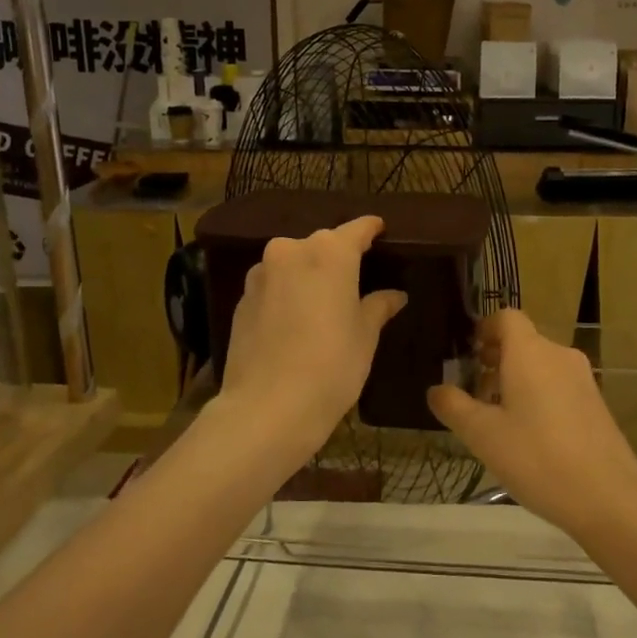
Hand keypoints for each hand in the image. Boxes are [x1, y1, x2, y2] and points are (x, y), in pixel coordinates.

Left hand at [216, 216, 406, 460]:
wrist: (267, 408)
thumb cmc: (331, 366)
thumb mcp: (365, 337)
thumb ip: (378, 306)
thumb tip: (394, 295)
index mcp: (329, 253)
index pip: (357, 229)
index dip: (371, 229)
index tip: (381, 230)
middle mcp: (291, 251)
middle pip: (322, 245)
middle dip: (339, 257)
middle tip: (357, 278)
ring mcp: (261, 274)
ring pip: (293, 263)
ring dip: (309, 275)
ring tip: (324, 301)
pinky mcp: (242, 299)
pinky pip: (273, 285)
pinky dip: (287, 293)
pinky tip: (296, 321)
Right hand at [428, 311, 636, 536]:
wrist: (607, 496)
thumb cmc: (537, 457)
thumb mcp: (482, 435)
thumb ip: (454, 407)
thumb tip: (436, 389)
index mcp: (530, 352)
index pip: (506, 318)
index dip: (484, 328)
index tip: (468, 353)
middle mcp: (558, 355)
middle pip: (523, 341)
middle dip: (495, 359)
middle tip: (474, 392)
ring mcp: (582, 378)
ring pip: (541, 364)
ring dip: (516, 379)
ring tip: (497, 417)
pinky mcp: (596, 402)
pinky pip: (558, 383)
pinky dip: (538, 393)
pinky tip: (529, 433)